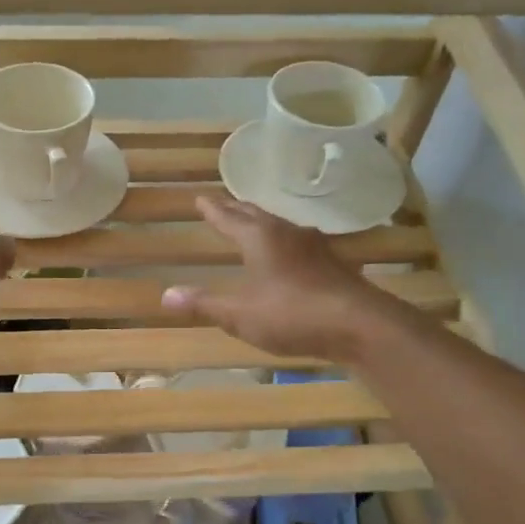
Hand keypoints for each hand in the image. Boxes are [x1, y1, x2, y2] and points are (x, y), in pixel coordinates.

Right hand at [161, 196, 386, 363]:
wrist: (358, 324)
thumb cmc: (292, 315)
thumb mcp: (240, 314)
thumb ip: (204, 304)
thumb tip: (166, 295)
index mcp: (260, 239)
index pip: (229, 218)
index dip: (213, 210)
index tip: (200, 198)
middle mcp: (287, 233)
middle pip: (256, 215)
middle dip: (237, 210)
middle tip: (223, 204)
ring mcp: (314, 247)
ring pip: (280, 226)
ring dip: (262, 222)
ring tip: (252, 224)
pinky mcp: (331, 264)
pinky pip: (298, 243)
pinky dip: (283, 241)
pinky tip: (288, 253)